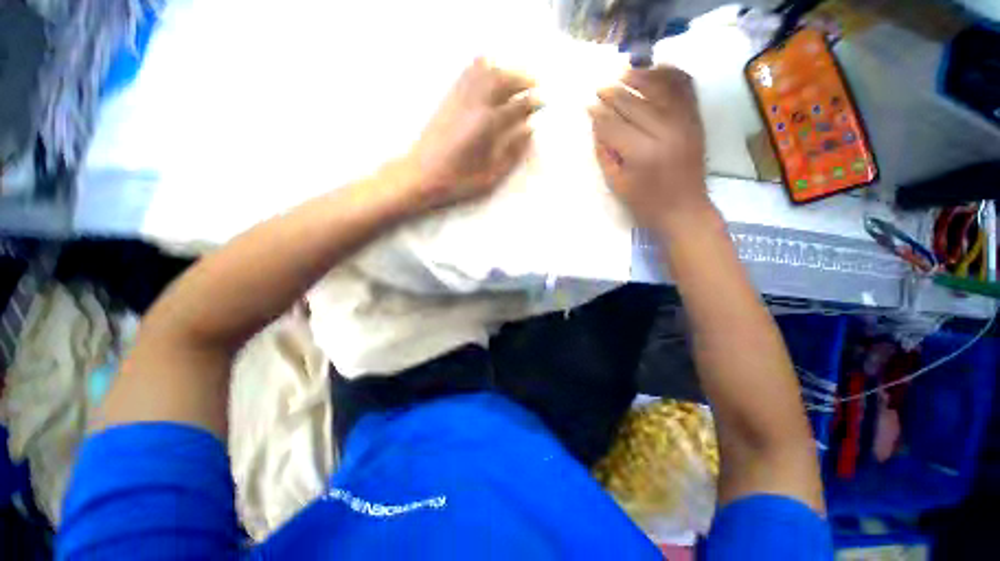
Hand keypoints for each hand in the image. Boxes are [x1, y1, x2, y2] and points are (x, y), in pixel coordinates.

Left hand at [402, 57, 540, 211]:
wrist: (420, 175)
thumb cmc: (457, 181)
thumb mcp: (490, 176)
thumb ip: (512, 153)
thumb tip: (528, 130)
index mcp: (488, 126)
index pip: (517, 105)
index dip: (533, 101)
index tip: (544, 101)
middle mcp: (475, 104)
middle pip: (504, 79)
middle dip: (523, 78)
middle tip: (536, 84)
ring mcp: (459, 98)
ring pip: (486, 70)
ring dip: (505, 69)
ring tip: (517, 75)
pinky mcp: (448, 98)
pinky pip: (467, 72)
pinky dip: (483, 66)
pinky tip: (491, 70)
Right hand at [588, 67, 713, 232]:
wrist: (684, 210)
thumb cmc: (646, 204)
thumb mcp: (617, 184)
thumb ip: (605, 153)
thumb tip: (597, 125)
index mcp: (641, 153)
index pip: (614, 125)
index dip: (598, 115)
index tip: (587, 106)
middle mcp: (665, 131)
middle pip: (634, 104)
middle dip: (613, 94)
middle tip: (599, 88)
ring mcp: (684, 122)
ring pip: (660, 88)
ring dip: (639, 77)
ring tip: (623, 73)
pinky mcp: (696, 120)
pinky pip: (686, 87)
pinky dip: (671, 75)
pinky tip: (656, 69)